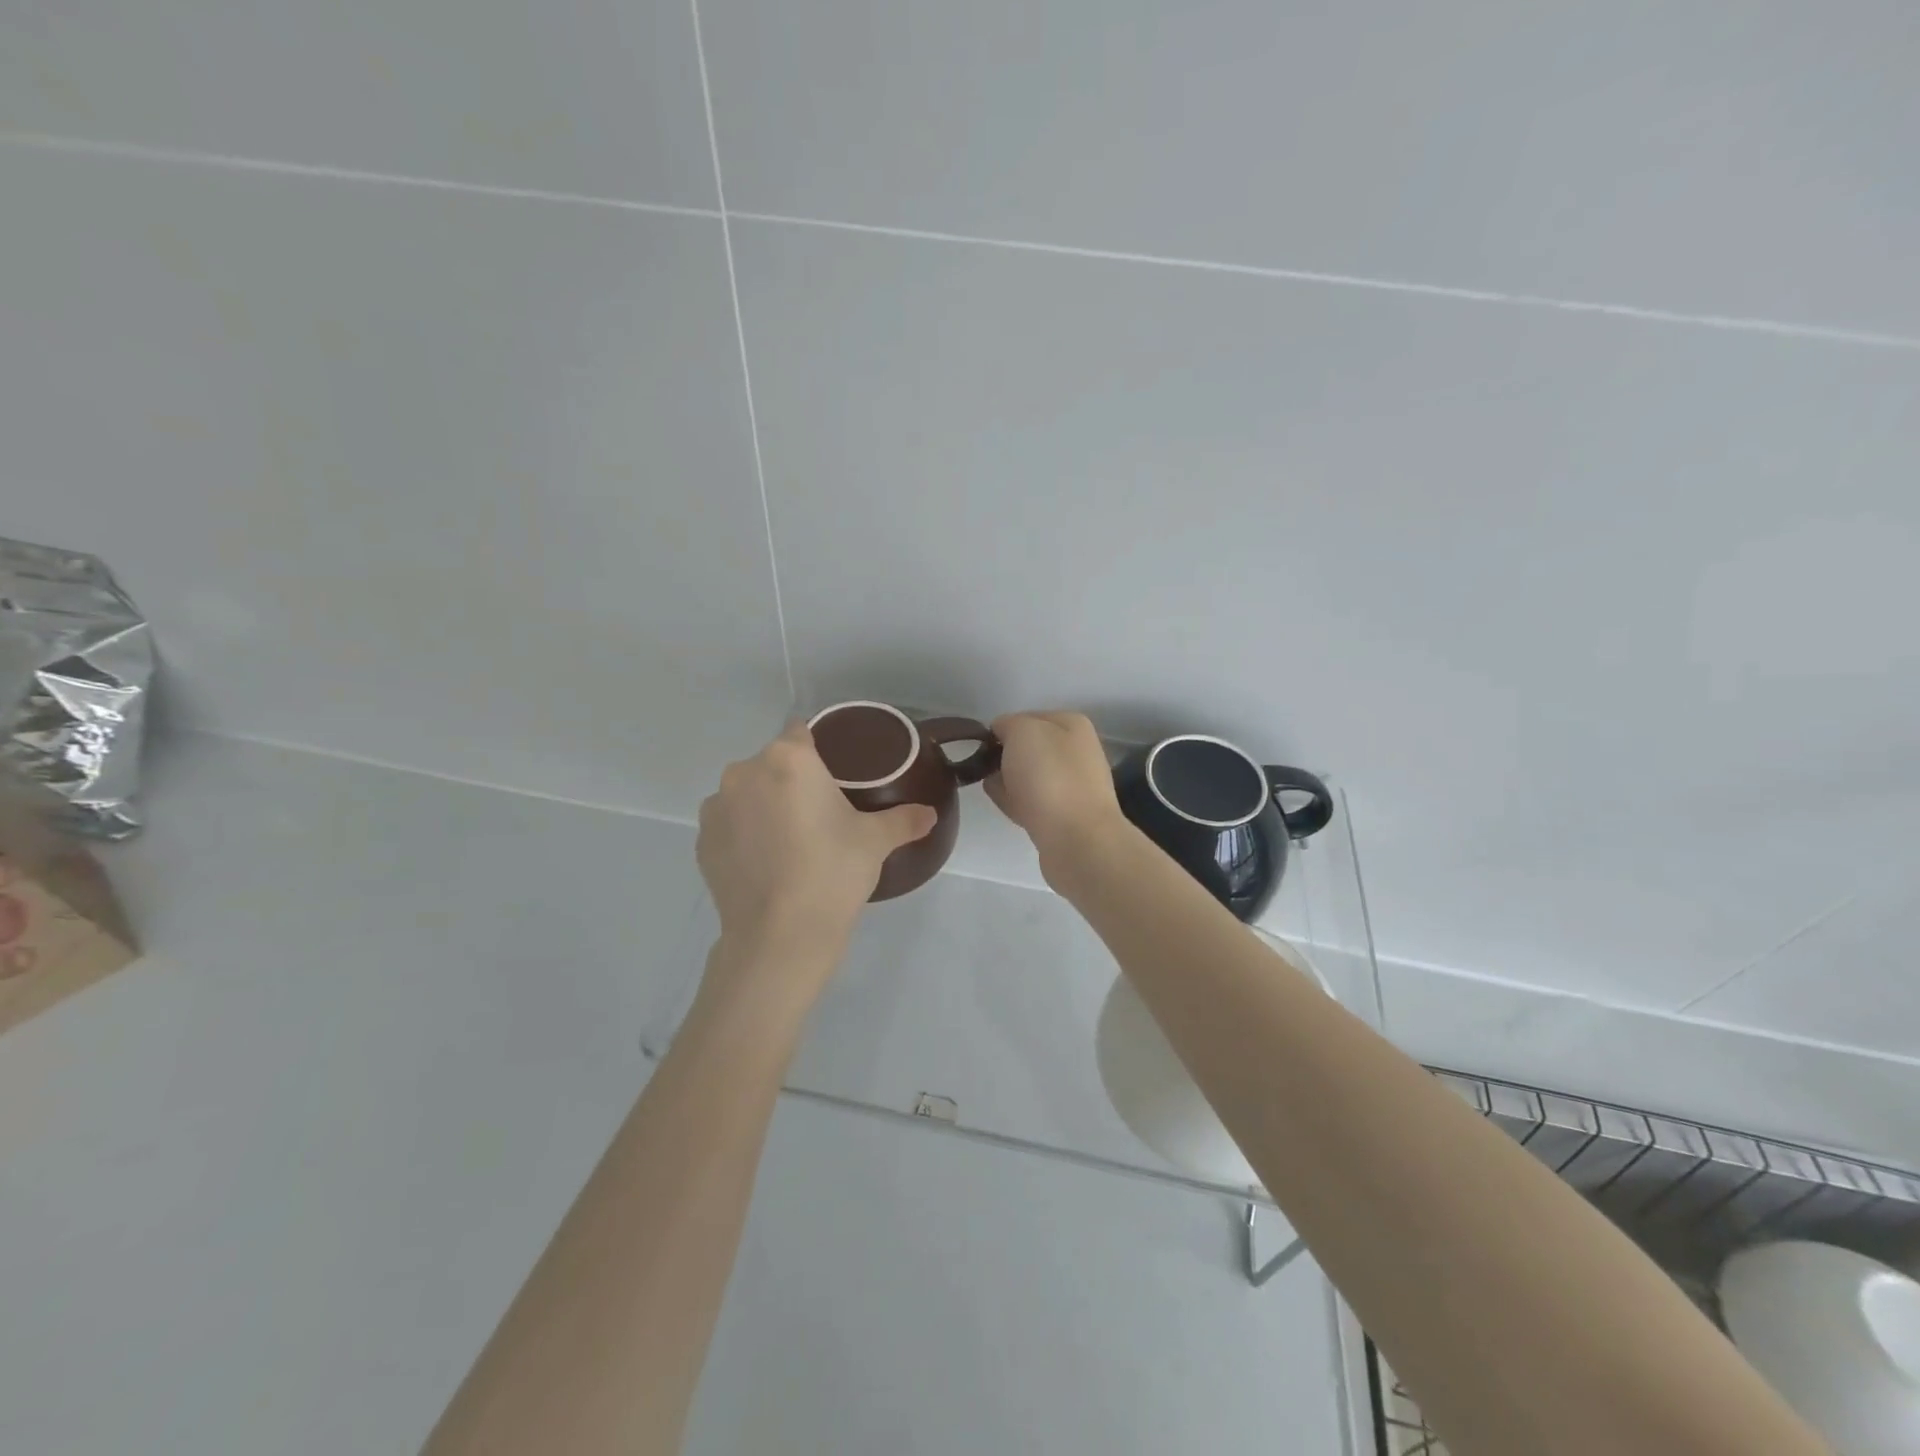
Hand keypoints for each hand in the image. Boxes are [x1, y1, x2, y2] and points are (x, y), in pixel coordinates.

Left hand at [697, 721, 936, 982]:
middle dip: (792, 779)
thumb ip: (904, 820)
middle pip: (772, 762)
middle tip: (819, 812)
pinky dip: (744, 833)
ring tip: (790, 840)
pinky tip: (766, 861)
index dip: (818, 747)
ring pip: (747, 792)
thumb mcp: (876, 841)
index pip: (801, 731)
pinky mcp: (702, 841)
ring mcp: (717, 807)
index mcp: (788, 759)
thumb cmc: (833, 872)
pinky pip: (729, 823)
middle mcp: (745, 772)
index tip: (835, 772)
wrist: (780, 936)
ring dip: (764, 804)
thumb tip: (930, 815)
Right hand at [985, 711, 1127, 880]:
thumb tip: (1003, 735)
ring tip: (992, 789)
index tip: (983, 747)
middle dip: (1005, 757)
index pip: (1026, 717)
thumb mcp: (1022, 732)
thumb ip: (1007, 725)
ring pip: (1030, 776)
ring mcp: (1074, 786)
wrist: (1077, 839)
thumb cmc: (1049, 776)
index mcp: (1072, 725)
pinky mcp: (1066, 816)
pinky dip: (1019, 803)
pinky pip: (1034, 802)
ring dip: (1010, 781)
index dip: (1001, 730)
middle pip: (1029, 749)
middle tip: (985, 769)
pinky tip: (1006, 808)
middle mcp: (1078, 752)